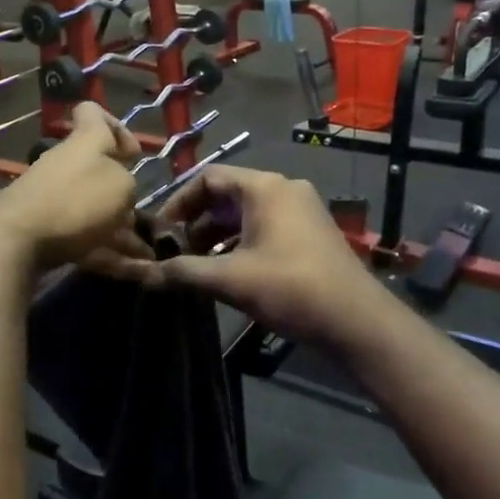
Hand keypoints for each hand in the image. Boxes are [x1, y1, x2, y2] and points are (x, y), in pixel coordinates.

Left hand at [0, 102, 150, 273]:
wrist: (15, 237)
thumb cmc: (75, 201)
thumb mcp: (121, 186)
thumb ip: (127, 183)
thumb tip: (120, 193)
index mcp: (86, 141)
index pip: (92, 112)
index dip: (116, 127)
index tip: (132, 154)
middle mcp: (67, 162)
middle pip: (97, 168)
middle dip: (122, 193)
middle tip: (140, 216)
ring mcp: (52, 194)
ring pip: (92, 207)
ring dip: (119, 230)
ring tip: (143, 255)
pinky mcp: (43, 226)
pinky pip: (82, 236)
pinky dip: (103, 252)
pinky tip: (124, 271)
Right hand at [122, 166, 385, 344]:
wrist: (356, 320)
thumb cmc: (291, 288)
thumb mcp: (230, 279)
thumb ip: (184, 272)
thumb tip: (142, 274)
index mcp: (264, 187)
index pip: (208, 178)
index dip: (178, 202)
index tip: (161, 232)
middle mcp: (283, 189)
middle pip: (226, 194)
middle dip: (196, 222)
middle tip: (174, 251)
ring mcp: (301, 210)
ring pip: (246, 213)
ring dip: (217, 235)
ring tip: (196, 266)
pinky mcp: (310, 232)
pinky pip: (265, 226)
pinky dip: (240, 242)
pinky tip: (228, 272)